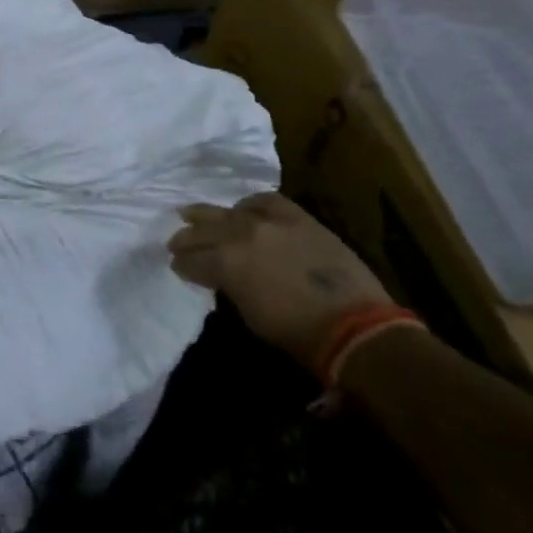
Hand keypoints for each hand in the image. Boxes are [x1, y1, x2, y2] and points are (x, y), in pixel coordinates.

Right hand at [168, 193, 390, 371]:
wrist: (356, 325)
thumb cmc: (297, 332)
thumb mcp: (247, 312)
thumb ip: (227, 285)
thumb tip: (218, 276)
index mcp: (224, 262)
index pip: (189, 259)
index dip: (181, 265)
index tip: (177, 267)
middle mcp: (240, 234)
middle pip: (201, 230)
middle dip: (186, 239)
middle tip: (176, 244)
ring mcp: (268, 220)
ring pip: (226, 212)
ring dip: (207, 216)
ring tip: (193, 216)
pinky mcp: (296, 216)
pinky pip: (264, 201)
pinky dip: (249, 206)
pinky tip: (243, 211)